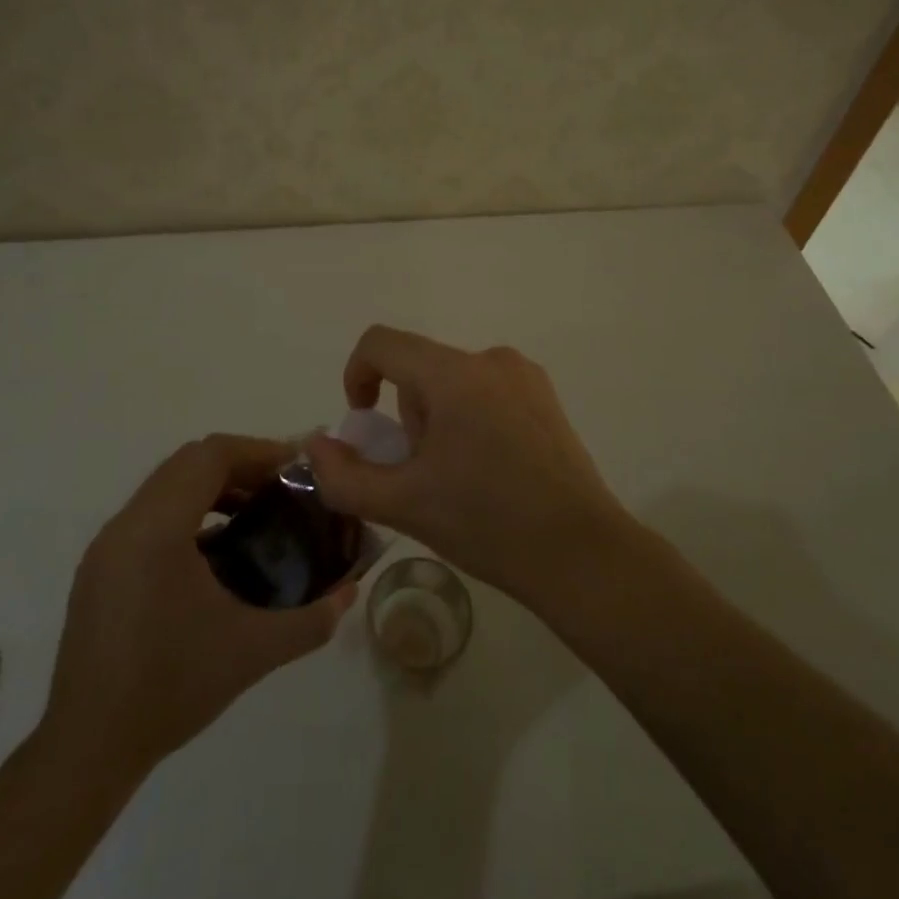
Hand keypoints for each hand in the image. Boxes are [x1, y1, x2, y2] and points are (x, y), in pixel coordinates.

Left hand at [37, 435, 356, 777]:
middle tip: (282, 489)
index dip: (258, 451)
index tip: (296, 470)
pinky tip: (218, 552)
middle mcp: (127, 523)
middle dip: (241, 465)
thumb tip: (350, 592)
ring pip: (168, 484)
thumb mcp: (252, 652)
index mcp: (157, 530)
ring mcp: (108, 544)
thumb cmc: (171, 690)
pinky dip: (189, 511)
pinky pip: (152, 512)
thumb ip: (310, 619)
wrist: (87, 750)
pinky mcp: (101, 565)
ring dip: (214, 487)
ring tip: (256, 514)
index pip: (210, 455)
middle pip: (189, 461)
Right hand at [305, 326, 630, 606]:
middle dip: (406, 416)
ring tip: (459, 480)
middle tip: (421, 474)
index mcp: (453, 374)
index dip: (357, 375)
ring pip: (452, 382)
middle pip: (419, 369)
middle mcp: (489, 359)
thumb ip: (344, 475)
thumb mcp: (404, 505)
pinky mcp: (545, 397)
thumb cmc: (488, 524)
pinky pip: (486, 391)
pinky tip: (491, 472)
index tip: (363, 425)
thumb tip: (316, 445)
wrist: (581, 555)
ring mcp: (524, 376)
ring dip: (438, 420)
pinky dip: (471, 419)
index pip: (381, 343)